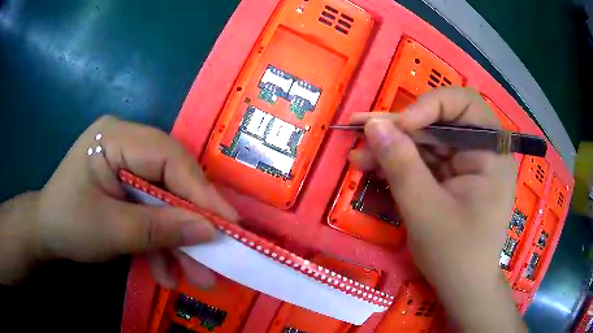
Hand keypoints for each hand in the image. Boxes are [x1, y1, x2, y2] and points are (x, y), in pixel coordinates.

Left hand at [0, 116, 236, 287]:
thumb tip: (210, 231)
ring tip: (197, 276)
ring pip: (166, 199)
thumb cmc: (68, 224)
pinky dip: (161, 242)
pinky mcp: (128, 185)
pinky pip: (152, 210)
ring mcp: (128, 164)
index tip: (229, 223)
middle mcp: (126, 143)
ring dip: (178, 240)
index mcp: (115, 138)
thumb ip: (160, 230)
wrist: (46, 233)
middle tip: (218, 253)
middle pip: (172, 178)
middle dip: (192, 221)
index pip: (168, 157)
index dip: (200, 191)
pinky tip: (166, 271)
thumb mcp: (111, 231)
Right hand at [349, 87, 525, 331]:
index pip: (464, 104)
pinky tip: (372, 167)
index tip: (400, 126)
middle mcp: (481, 151)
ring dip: (392, 147)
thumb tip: (373, 125)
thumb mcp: (426, 211)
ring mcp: (465, 165)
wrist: (463, 288)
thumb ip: (402, 165)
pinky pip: (424, 161)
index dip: (430, 105)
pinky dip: (398, 164)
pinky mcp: (451, 178)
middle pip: (439, 122)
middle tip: (359, 131)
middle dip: (399, 129)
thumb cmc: (455, 255)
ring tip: (357, 154)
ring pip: (426, 142)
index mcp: (491, 153)